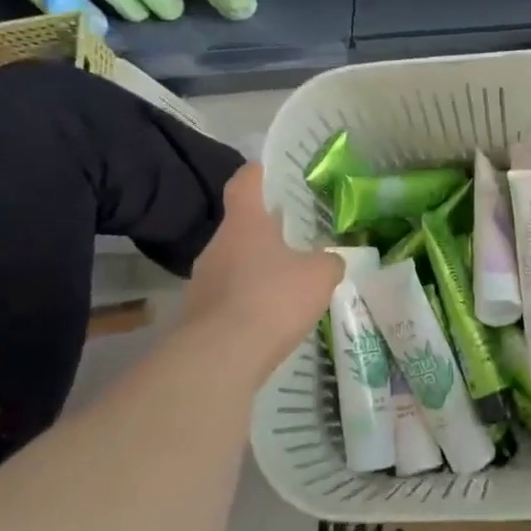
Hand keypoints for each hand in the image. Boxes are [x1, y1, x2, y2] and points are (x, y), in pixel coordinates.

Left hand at [182, 164, 340, 352]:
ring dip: (258, 268)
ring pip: (235, 262)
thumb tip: (331, 260)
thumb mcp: (319, 276)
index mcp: (245, 222)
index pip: (245, 181)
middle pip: (241, 225)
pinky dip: (249, 301)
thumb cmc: (272, 299)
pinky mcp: (199, 315)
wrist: (220, 359)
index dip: (259, 172)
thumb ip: (329, 262)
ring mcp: (203, 280)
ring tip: (288, 281)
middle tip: (296, 235)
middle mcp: (218, 244)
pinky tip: (271, 318)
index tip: (273, 172)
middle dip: (267, 229)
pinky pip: (230, 297)